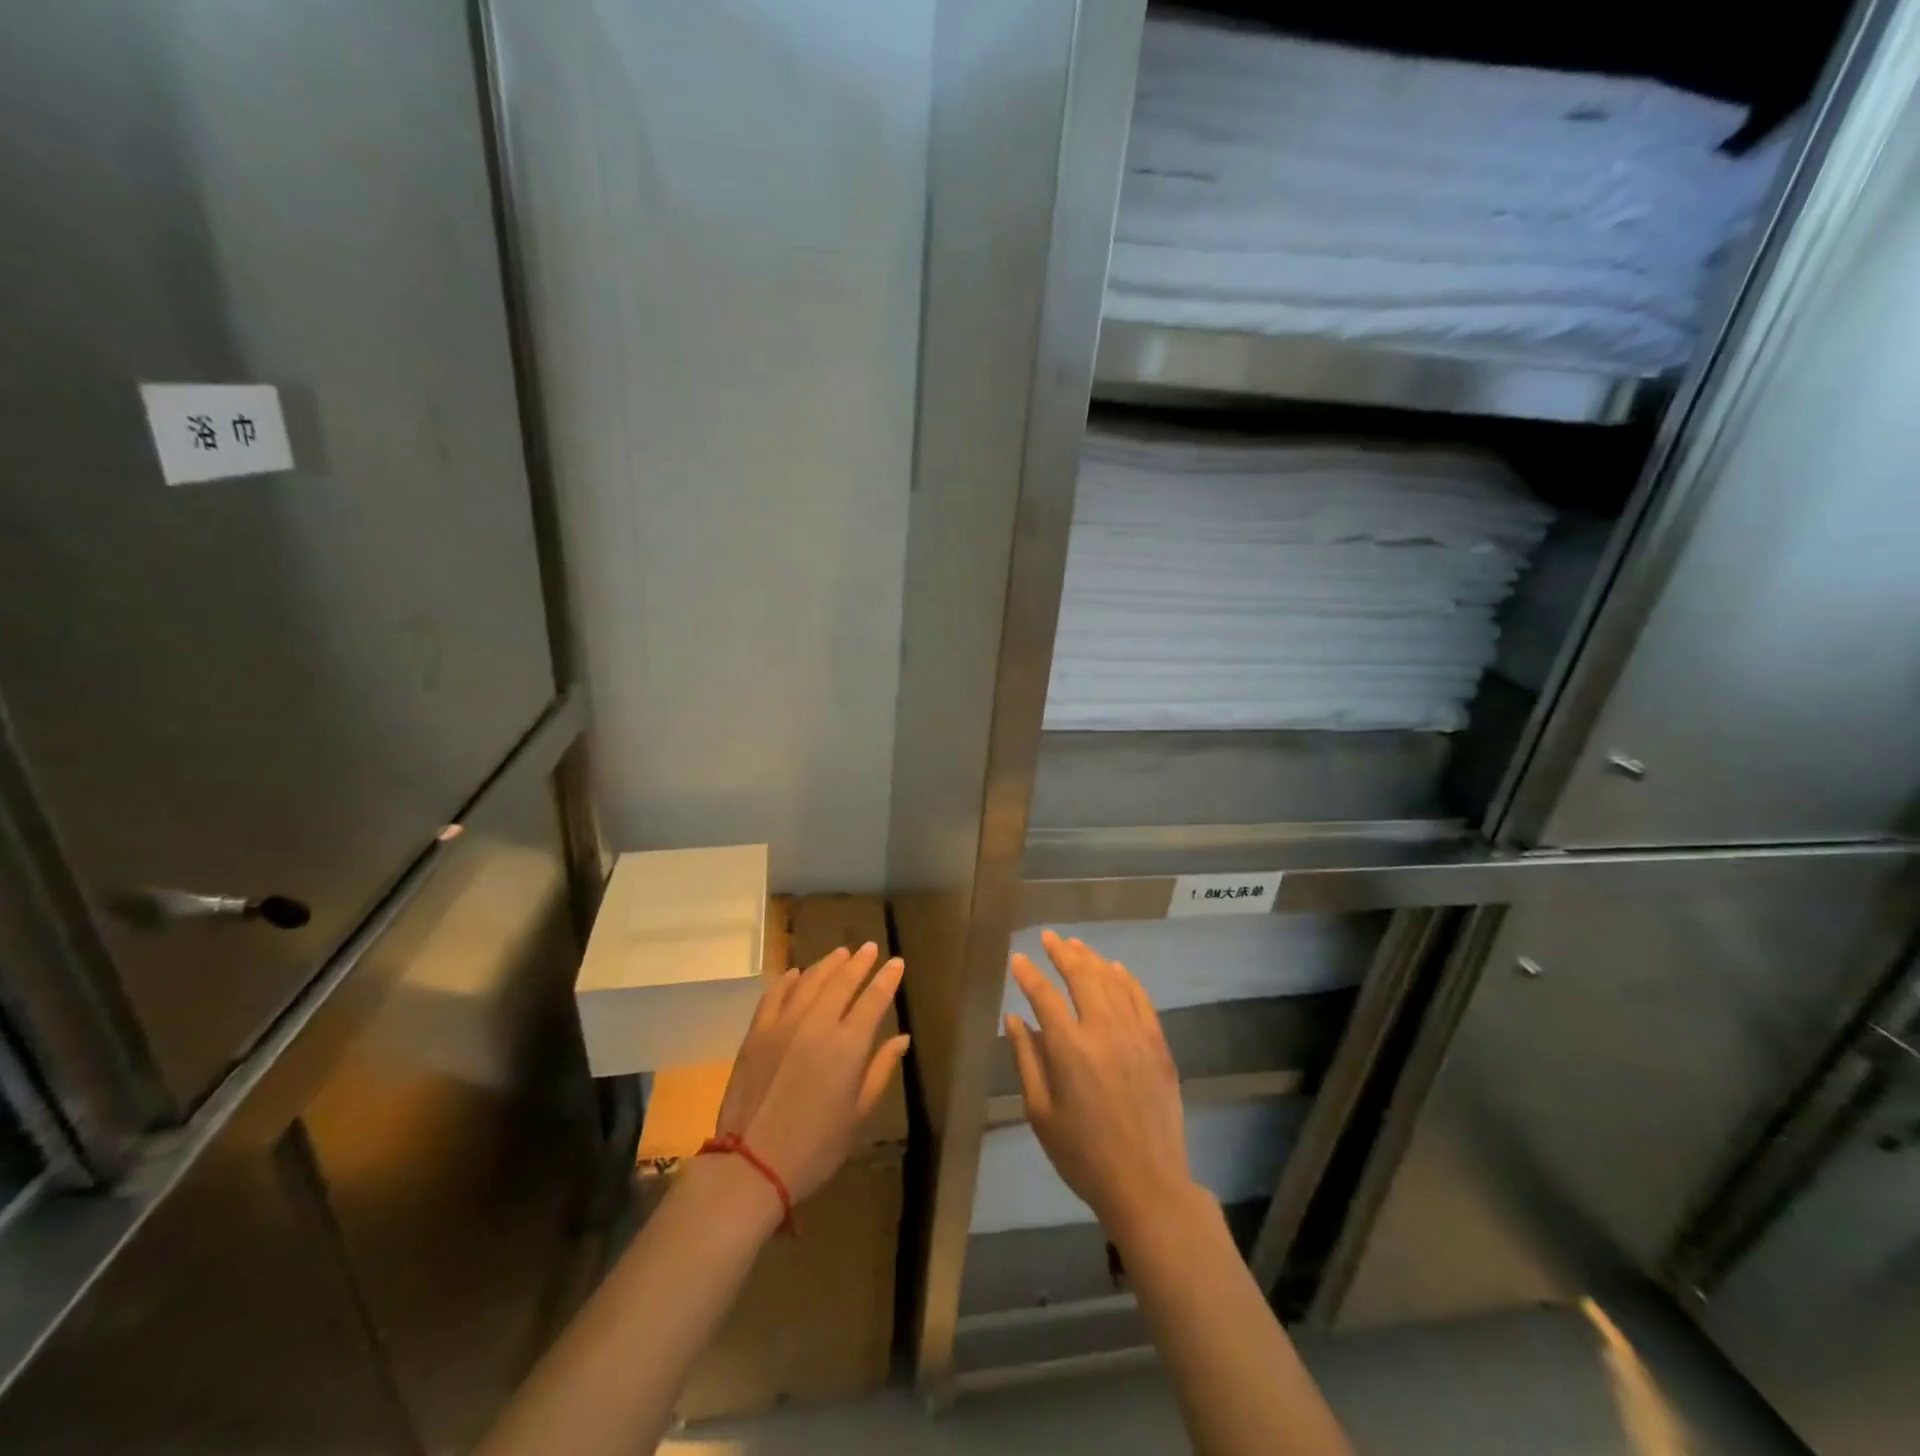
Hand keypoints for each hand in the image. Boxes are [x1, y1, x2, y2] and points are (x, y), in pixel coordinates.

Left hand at [714, 942, 908, 1206]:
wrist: (751, 1165)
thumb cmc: (815, 1148)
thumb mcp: (858, 1115)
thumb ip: (881, 1070)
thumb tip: (902, 1038)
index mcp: (848, 1046)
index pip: (874, 999)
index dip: (887, 978)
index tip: (896, 962)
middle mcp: (817, 1024)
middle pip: (842, 981)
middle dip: (860, 962)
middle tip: (870, 948)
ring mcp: (783, 1025)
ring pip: (810, 981)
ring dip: (828, 965)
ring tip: (840, 953)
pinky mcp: (757, 1033)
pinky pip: (775, 995)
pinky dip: (789, 981)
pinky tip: (797, 974)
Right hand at [1006, 930, 1201, 1239]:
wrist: (1146, 1185)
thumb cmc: (1083, 1154)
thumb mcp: (1040, 1112)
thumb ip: (1026, 1059)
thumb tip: (1014, 1018)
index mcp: (1070, 1049)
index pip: (1044, 996)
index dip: (1029, 974)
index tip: (1018, 959)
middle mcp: (1104, 1031)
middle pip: (1082, 976)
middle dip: (1062, 952)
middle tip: (1048, 938)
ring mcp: (1136, 1035)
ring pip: (1112, 981)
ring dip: (1091, 959)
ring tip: (1075, 944)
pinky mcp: (1158, 1045)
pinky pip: (1141, 1000)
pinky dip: (1126, 979)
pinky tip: (1115, 968)